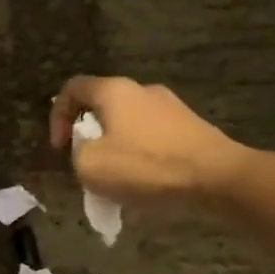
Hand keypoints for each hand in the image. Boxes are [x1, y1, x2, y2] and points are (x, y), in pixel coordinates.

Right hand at [48, 76, 247, 206]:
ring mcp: (171, 107)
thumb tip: (88, 150)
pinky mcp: (191, 128)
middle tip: (88, 166)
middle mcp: (142, 90)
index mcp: (114, 91)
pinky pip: (153, 139)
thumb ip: (77, 153)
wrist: (217, 178)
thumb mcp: (91, 166)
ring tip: (117, 182)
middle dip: (89, 137)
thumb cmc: (148, 167)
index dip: (57, 116)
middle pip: (102, 107)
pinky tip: (146, 185)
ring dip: (116, 149)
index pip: (72, 88)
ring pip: (129, 125)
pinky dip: (141, 158)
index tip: (60, 148)